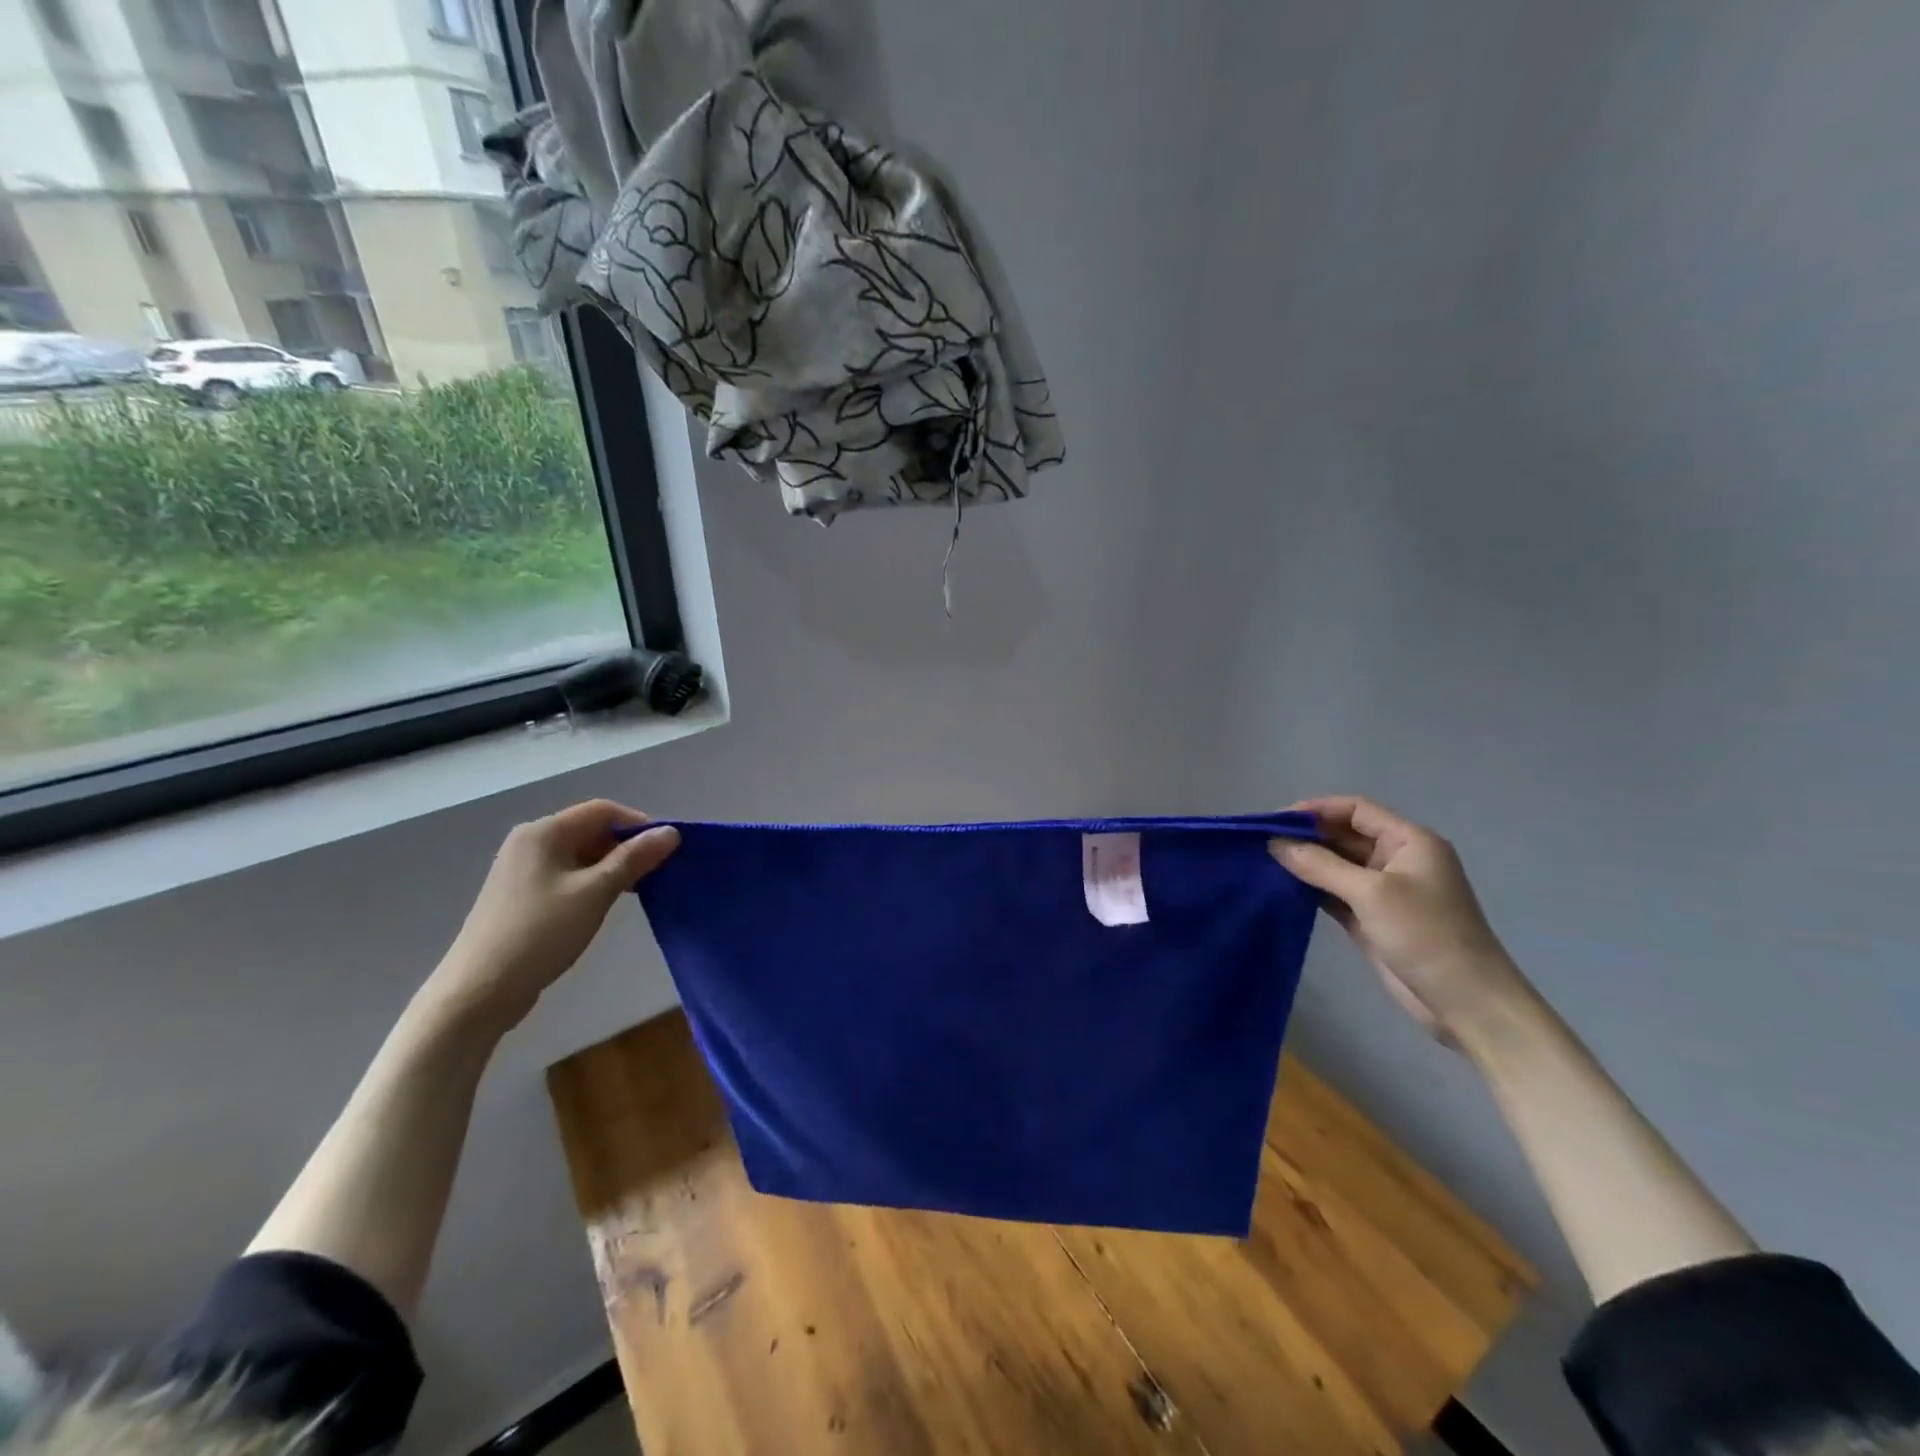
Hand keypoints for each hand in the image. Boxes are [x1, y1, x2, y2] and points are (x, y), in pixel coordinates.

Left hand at [429, 800, 679, 1030]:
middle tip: (657, 872)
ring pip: (580, 855)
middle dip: (627, 846)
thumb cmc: (540, 933)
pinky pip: (567, 875)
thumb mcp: (596, 892)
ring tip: (638, 890)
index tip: (667, 849)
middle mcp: (529, 842)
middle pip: (590, 830)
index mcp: (543, 832)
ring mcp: (521, 870)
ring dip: (612, 867)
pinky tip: (606, 904)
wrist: (478, 991)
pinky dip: (592, 882)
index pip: (603, 811)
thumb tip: (670, 832)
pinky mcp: (520, 896)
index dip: (639, 823)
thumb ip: (634, 858)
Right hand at [1270, 796, 1537, 1046]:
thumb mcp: (1370, 893)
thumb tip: (1275, 843)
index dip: (1316, 809)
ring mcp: (1385, 891)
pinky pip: (1335, 893)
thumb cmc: (1425, 935)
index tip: (1276, 820)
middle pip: (1344, 835)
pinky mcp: (1372, 918)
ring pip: (1337, 865)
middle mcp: (1397, 860)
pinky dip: (1311, 888)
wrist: (1466, 1002)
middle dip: (1306, 837)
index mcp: (1409, 842)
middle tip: (1262, 843)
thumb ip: (1320, 865)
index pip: (1356, 810)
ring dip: (1306, 863)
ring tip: (1265, 863)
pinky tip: (1282, 888)